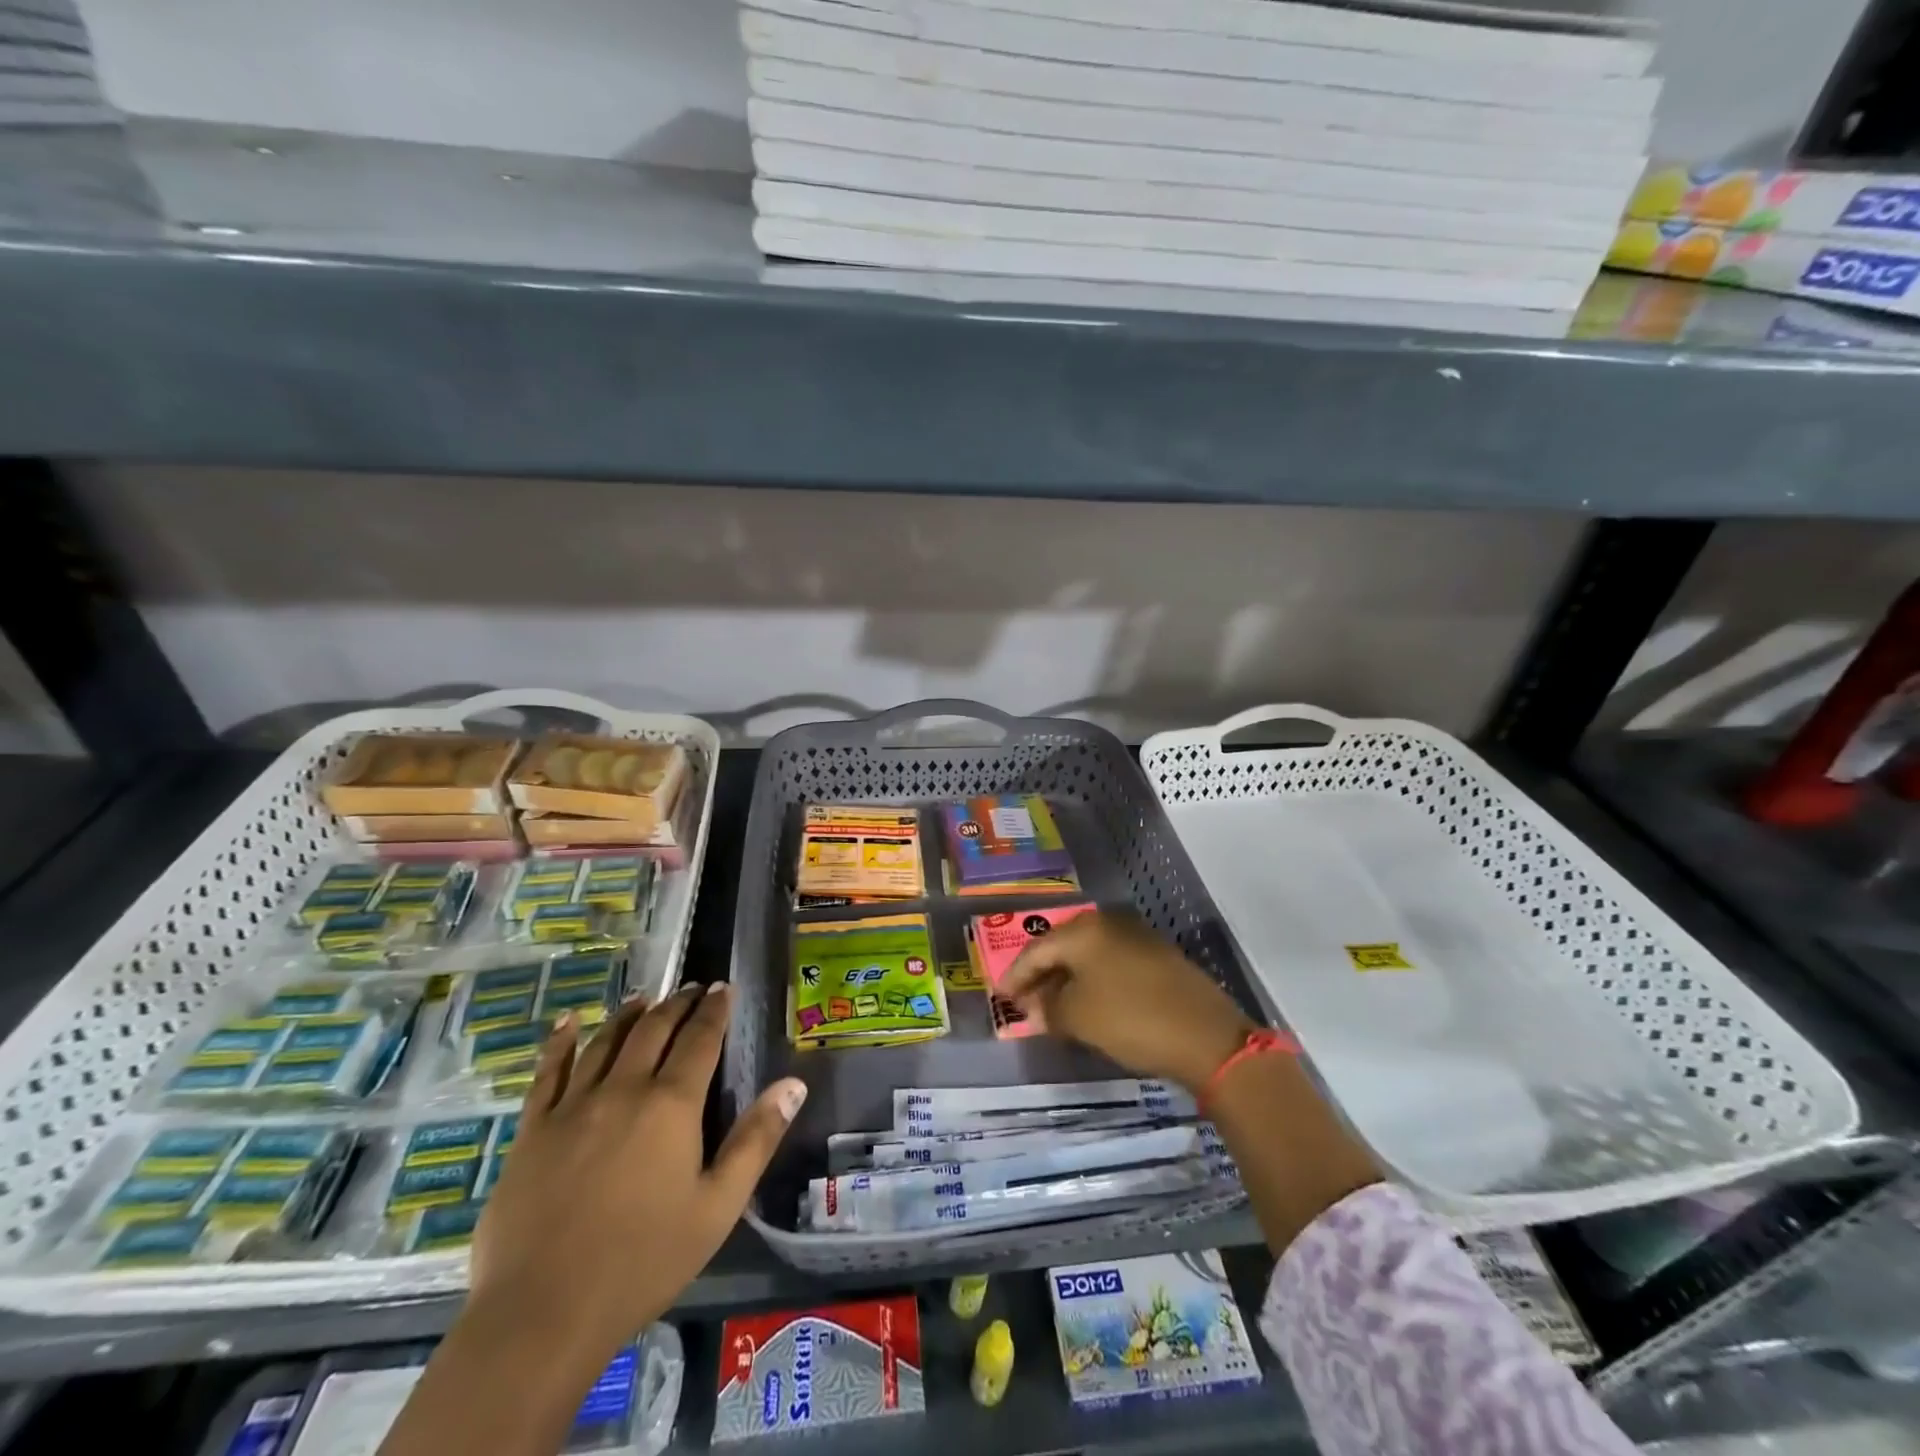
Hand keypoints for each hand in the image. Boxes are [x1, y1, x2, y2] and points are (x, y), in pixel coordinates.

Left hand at [470, 983, 806, 1365]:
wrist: (541, 1315)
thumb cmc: (643, 1262)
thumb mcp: (718, 1206)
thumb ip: (757, 1139)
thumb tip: (794, 1084)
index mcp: (671, 1105)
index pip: (700, 1039)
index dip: (714, 1010)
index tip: (722, 988)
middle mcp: (624, 1090)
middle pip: (654, 1030)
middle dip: (677, 1004)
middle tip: (691, 988)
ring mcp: (572, 1107)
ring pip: (606, 1042)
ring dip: (629, 1014)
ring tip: (644, 997)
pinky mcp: (532, 1131)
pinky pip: (548, 1073)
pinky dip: (561, 1042)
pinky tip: (568, 1021)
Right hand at [1000, 911, 1254, 1093]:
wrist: (1206, 1036)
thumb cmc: (1130, 1019)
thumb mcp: (1078, 1018)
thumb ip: (1048, 1009)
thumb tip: (1036, 1008)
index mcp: (1084, 930)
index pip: (1036, 950)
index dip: (1015, 976)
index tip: (1000, 999)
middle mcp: (1108, 924)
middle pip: (1062, 949)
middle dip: (1041, 977)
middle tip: (1024, 1004)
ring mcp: (1137, 938)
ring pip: (1089, 957)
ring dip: (1068, 982)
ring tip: (1053, 1009)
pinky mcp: (1158, 958)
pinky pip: (1111, 966)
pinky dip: (1094, 984)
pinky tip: (1089, 1006)